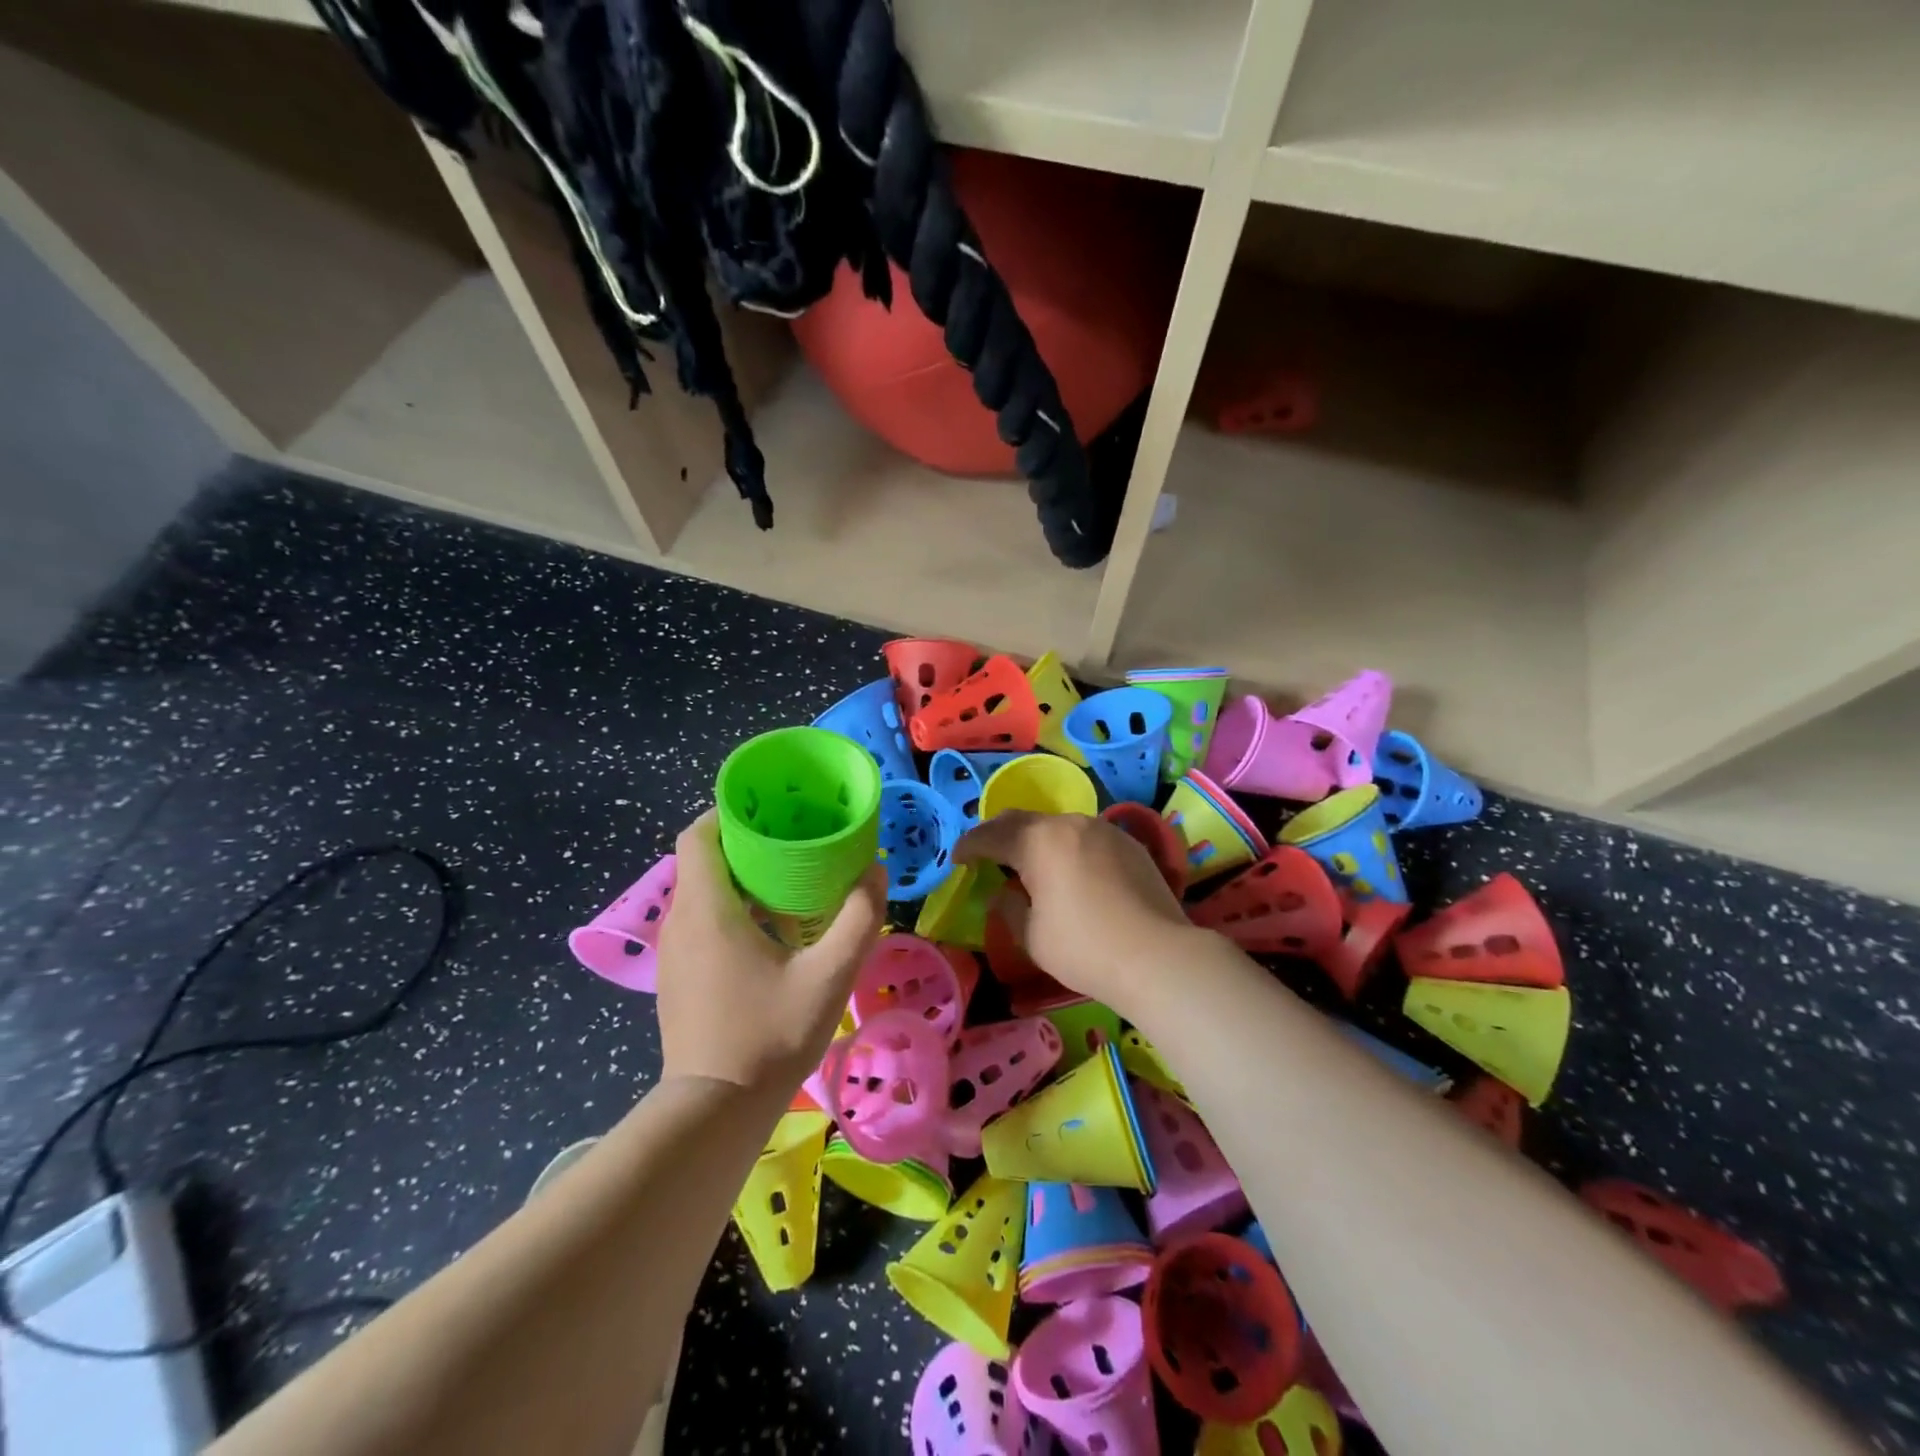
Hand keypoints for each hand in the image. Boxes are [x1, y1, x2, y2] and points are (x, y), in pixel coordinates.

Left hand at [655, 812, 886, 1093]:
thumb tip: (874, 870)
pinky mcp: (679, 976)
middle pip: (705, 859)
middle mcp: (681, 922)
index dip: (730, 812)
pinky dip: (733, 908)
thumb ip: (858, 918)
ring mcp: (675, 952)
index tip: (771, 811)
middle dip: (747, 843)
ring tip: (791, 879)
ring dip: (742, 878)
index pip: (699, 834)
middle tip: (796, 840)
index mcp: (708, 910)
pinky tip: (774, 930)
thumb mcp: (829, 977)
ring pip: (704, 892)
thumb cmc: (769, 1036)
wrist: (715, 1112)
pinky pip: (702, 921)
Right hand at [955, 810, 1197, 1017]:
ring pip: (1058, 826)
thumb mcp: (1031, 936)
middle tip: (986, 853)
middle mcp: (1069, 824)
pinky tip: (1071, 870)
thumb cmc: (1084, 948)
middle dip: (999, 834)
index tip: (958, 859)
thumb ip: (1009, 907)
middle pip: (1023, 820)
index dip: (969, 846)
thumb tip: (1006, 893)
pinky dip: (1068, 848)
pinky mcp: (1130, 843)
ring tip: (1030, 863)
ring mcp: (1104, 829)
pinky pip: (1087, 837)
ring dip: (1036, 840)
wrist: (1157, 956)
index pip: (991, 835)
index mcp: (1038, 842)